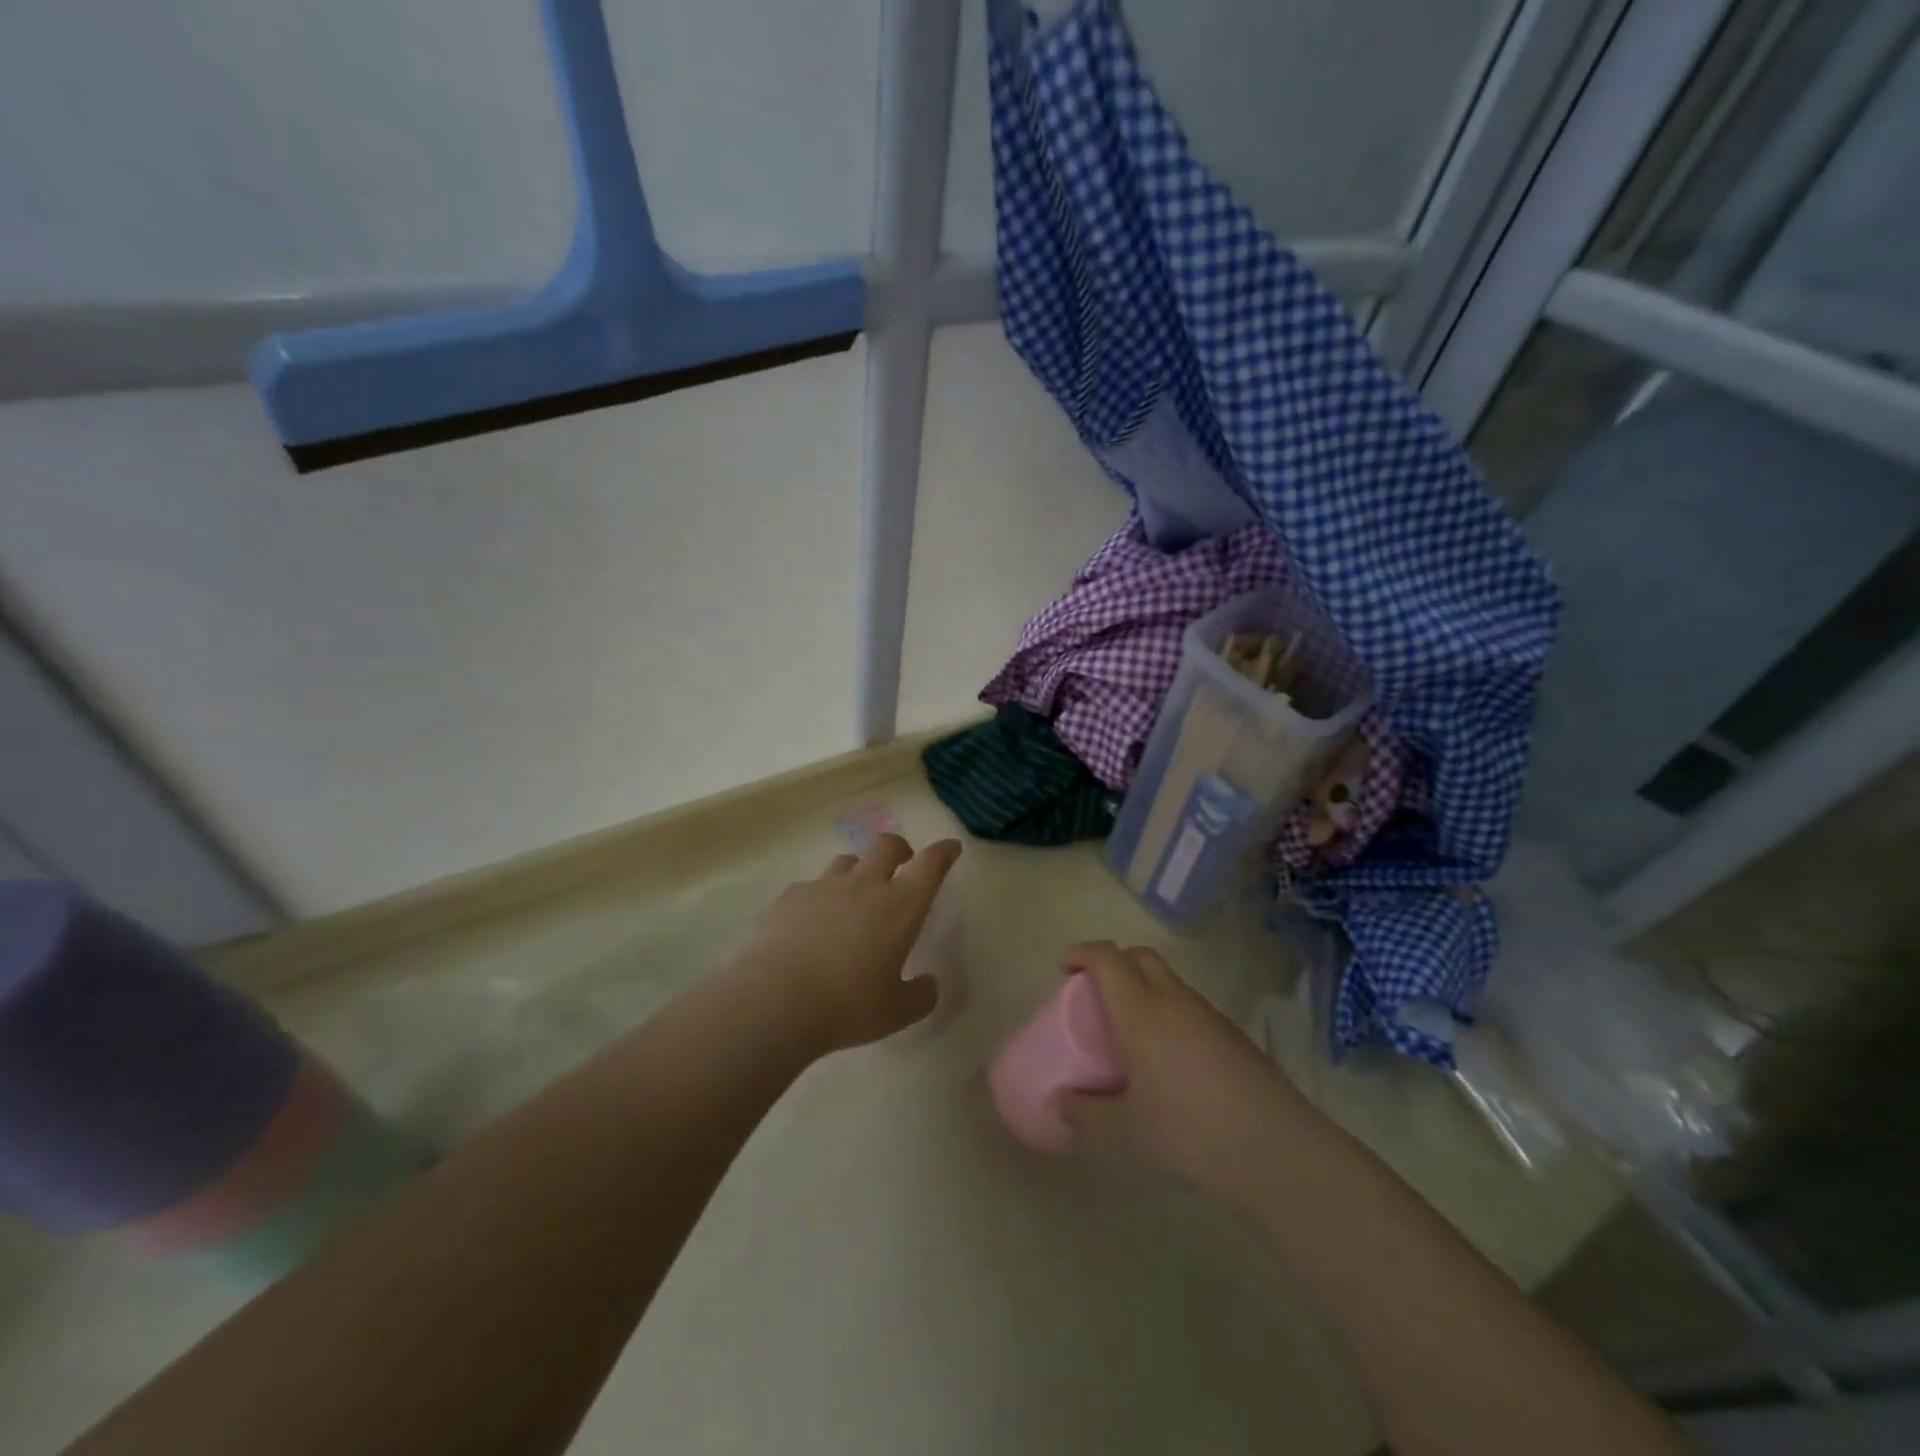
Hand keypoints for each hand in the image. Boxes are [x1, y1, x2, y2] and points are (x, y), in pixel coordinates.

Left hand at [738, 834, 961, 1054]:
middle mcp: (865, 885)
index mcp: (901, 906)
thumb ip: (920, 996)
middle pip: (887, 845)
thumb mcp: (897, 1012)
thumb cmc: (848, 1005)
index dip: (943, 852)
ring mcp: (824, 886)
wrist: (777, 999)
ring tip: (855, 894)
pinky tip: (812, 921)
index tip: (950, 848)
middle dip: (900, 849)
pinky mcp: (791, 896)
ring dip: (858, 870)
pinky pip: (811, 885)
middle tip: (902, 863)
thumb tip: (929, 985)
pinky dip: (819, 896)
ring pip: (847, 860)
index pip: (930, 865)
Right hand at [1056, 942, 1309, 1198]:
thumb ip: (1086, 1113)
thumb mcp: (1125, 1131)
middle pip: (1140, 956)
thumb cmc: (1188, 1133)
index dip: (1082, 953)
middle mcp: (1173, 1000)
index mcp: (1140, 1010)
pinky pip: (1190, 1007)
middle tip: (1096, 994)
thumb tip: (1058, 1102)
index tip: (1065, 967)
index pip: (1107, 957)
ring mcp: (1208, 1015)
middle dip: (1114, 962)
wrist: (1277, 1151)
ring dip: (1144, 988)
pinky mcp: (1234, 1036)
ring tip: (1131, 1032)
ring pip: (1169, 981)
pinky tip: (1169, 1059)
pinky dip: (1170, 1013)